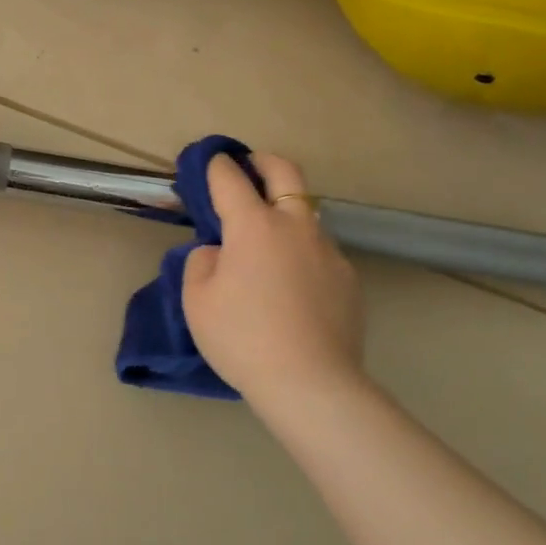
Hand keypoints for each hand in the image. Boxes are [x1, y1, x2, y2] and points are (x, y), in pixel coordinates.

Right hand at [182, 153, 367, 404]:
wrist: (310, 383)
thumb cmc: (242, 338)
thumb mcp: (197, 301)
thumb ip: (202, 263)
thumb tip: (219, 252)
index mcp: (253, 226)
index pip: (230, 179)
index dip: (216, 165)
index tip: (209, 162)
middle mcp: (294, 226)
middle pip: (285, 172)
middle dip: (263, 161)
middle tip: (249, 167)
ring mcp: (327, 250)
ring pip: (306, 213)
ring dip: (285, 211)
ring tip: (267, 242)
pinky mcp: (348, 277)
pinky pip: (319, 251)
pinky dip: (301, 252)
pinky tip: (292, 285)